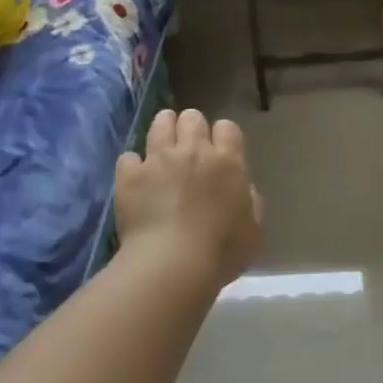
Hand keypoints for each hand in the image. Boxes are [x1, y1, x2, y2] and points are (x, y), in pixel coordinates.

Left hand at [115, 108, 263, 289]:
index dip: (223, 136)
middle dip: (191, 127)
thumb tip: (242, 189)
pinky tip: (135, 178)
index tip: (221, 151)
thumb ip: (250, 202)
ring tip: (163, 144)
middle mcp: (193, 151)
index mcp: (228, 162)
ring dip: (163, 129)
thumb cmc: (222, 251)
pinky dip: (133, 166)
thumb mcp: (253, 230)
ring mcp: (158, 159)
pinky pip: (129, 157)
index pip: (227, 127)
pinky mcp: (129, 175)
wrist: (173, 264)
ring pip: (160, 124)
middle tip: (190, 146)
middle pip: (192, 118)